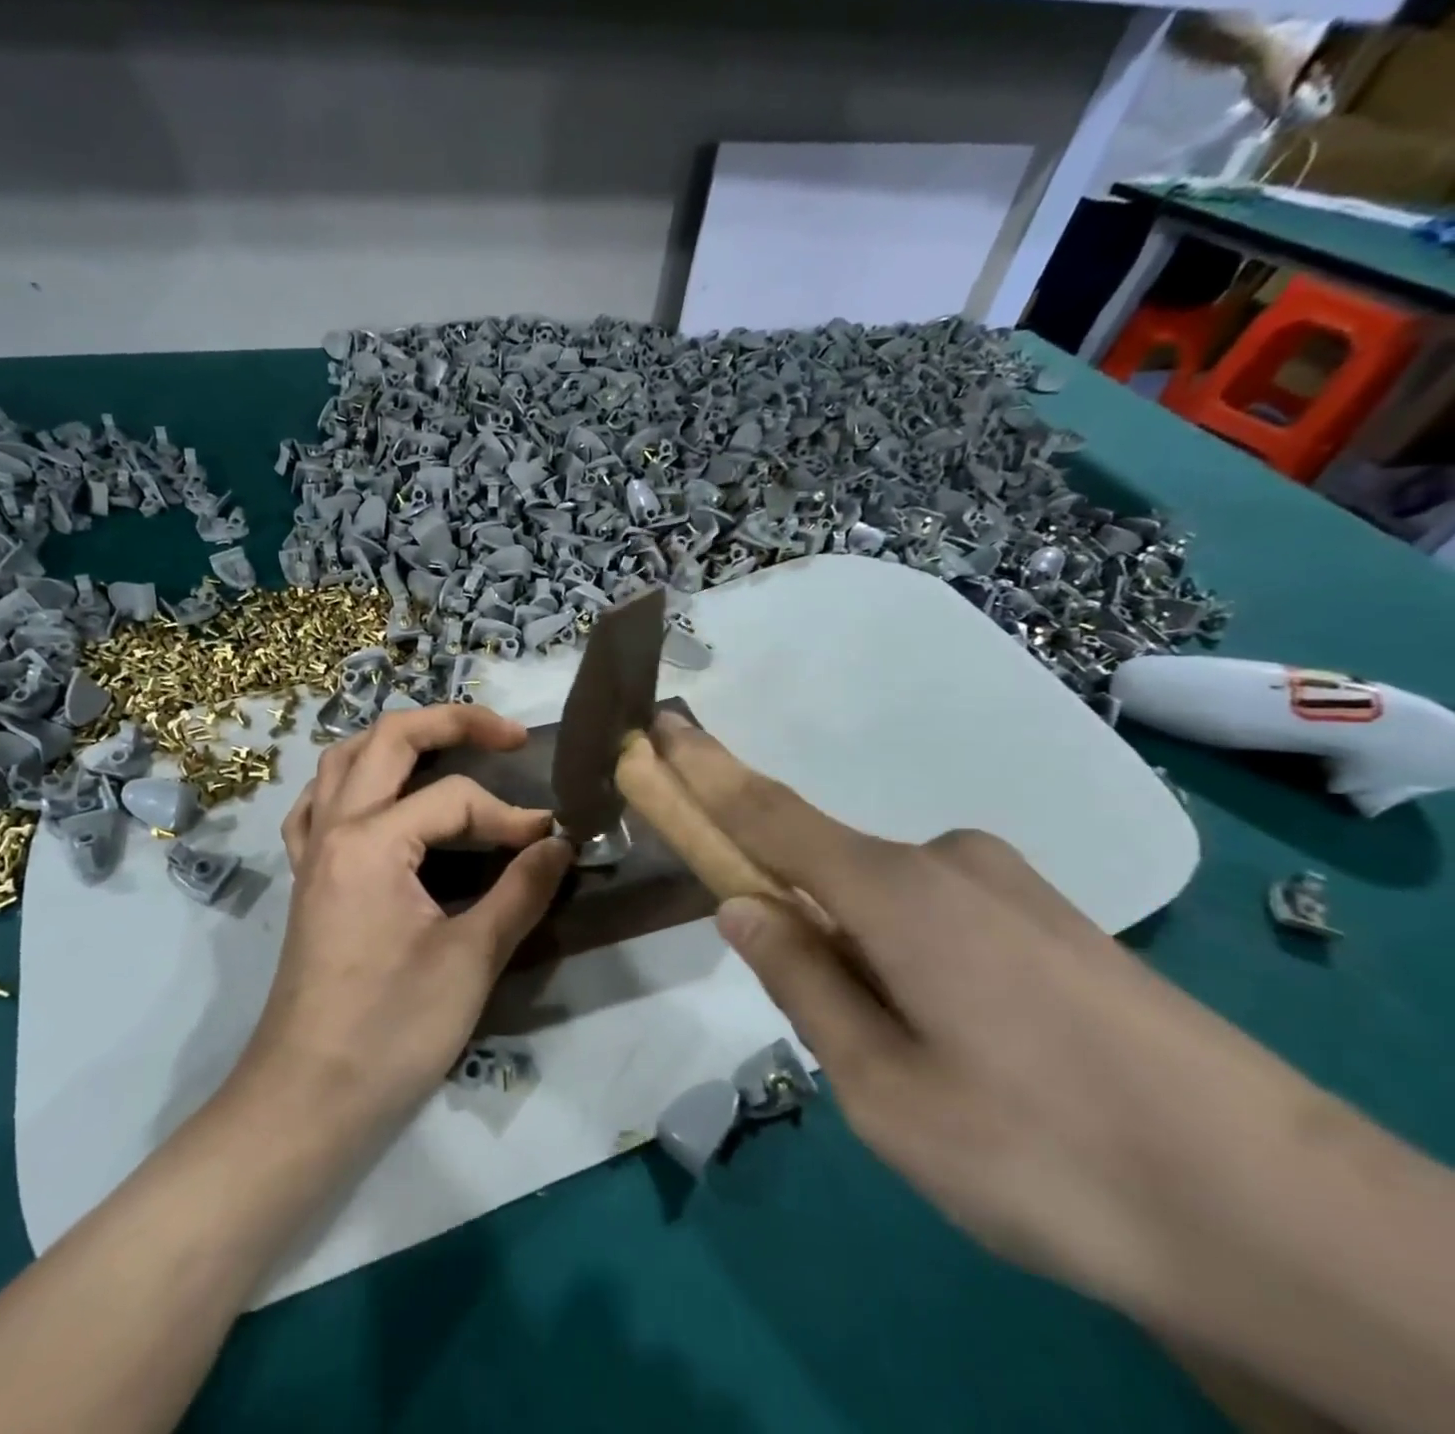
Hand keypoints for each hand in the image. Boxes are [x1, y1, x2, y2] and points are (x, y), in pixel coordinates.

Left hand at [240, 705, 572, 1135]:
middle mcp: (334, 828)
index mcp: (372, 841)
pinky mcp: (307, 876)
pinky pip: (320, 802)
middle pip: (388, 739)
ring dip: (396, 741)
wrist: (307, 1098)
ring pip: (345, 759)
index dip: (510, 815)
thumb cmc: (391, 1031)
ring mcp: (312, 849)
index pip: (455, 799)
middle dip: (452, 721)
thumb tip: (560, 844)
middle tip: (506, 734)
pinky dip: (353, 782)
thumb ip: (521, 892)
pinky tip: (380, 799)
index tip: (551, 841)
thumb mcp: (470, 960)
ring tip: (445, 748)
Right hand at [649, 713, 1357, 1316]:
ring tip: (911, 1062)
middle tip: (825, 1016)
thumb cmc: (1047, 1156)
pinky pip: (940, 916)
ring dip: (857, 950)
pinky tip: (964, 1042)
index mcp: (895, 894)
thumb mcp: (885, 1091)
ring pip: (887, 899)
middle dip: (792, 910)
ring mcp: (1010, 886)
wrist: (1290, 1223)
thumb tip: (740, 906)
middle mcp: (947, 862)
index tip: (660, 727)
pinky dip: (909, 956)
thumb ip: (803, 983)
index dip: (704, 770)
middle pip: (825, 862)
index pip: (768, 813)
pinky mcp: (1055, 921)